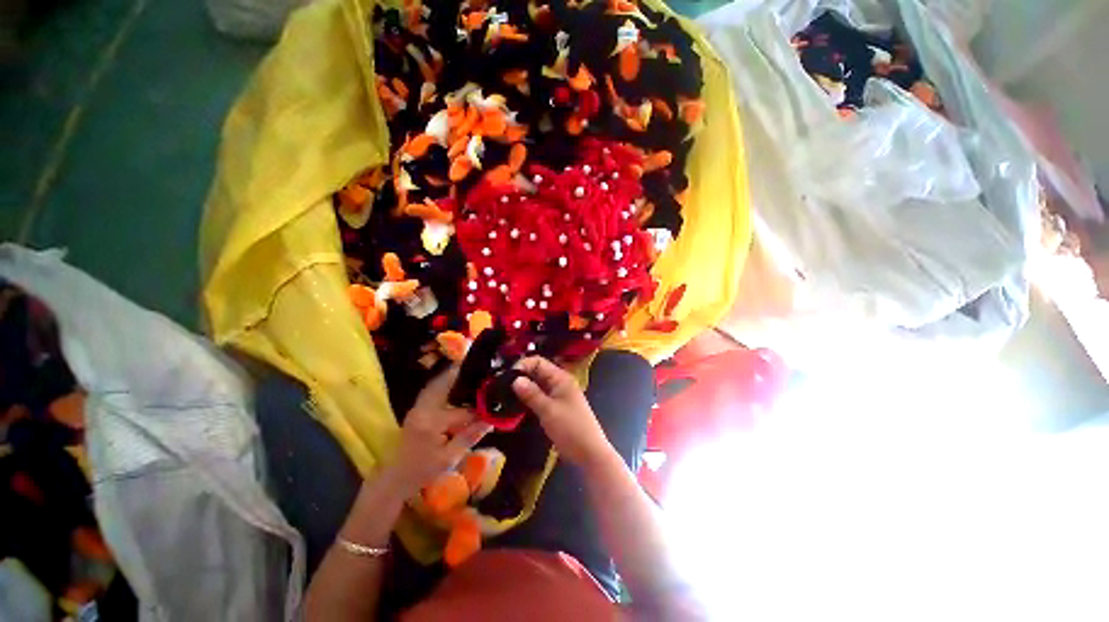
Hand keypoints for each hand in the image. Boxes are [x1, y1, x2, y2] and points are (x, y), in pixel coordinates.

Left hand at [388, 367, 491, 495]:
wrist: (396, 477)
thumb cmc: (423, 471)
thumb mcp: (449, 458)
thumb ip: (469, 437)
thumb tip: (490, 421)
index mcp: (431, 423)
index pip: (461, 411)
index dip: (478, 410)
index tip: (493, 408)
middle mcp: (423, 409)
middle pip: (443, 385)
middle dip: (461, 375)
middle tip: (480, 369)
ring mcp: (417, 407)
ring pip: (436, 384)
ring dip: (452, 377)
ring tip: (470, 372)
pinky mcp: (416, 408)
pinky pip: (432, 389)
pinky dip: (444, 383)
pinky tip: (455, 383)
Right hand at [512, 357, 612, 466]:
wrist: (590, 453)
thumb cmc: (571, 429)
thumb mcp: (548, 411)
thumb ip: (531, 394)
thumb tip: (515, 379)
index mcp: (561, 378)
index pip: (539, 362)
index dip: (522, 365)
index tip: (505, 376)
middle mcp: (560, 382)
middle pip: (538, 372)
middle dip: (521, 376)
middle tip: (502, 386)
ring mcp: (559, 395)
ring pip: (538, 385)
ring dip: (524, 388)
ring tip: (505, 394)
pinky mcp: (557, 407)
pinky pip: (541, 396)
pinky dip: (530, 398)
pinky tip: (517, 404)